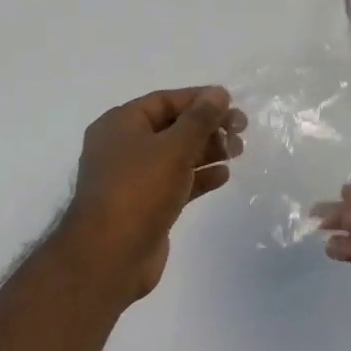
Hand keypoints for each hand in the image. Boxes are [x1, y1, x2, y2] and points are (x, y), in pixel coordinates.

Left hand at [68, 86, 244, 300]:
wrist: (110, 258)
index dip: (199, 99)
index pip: (165, 101)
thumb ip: (199, 119)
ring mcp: (133, 178)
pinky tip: (224, 175)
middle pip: (172, 127)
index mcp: (120, 124)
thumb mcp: (174, 147)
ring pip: (175, 155)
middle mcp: (123, 147)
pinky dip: (199, 176)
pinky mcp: (145, 206)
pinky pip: (176, 182)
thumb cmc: (139, 190)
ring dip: (207, 151)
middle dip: (207, 126)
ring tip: (238, 151)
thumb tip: (219, 93)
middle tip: (241, 131)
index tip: (231, 103)